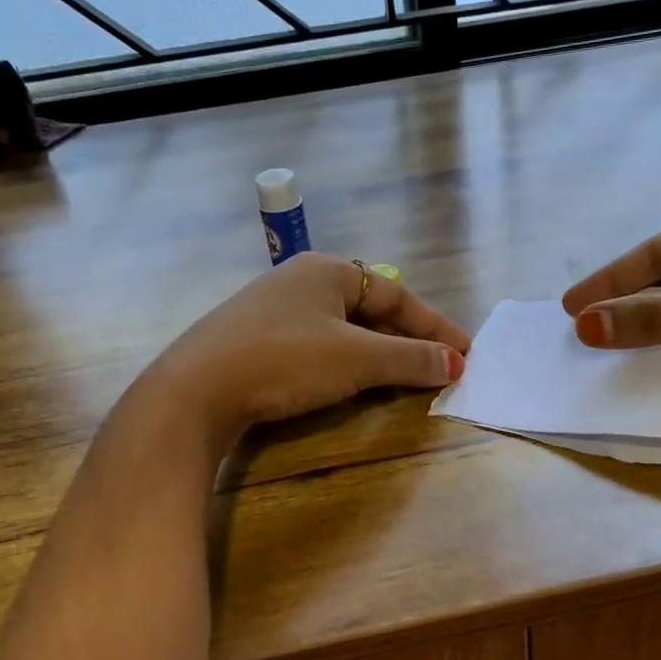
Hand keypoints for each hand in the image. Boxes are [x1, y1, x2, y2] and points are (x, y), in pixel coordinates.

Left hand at [148, 253, 469, 441]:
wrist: (195, 388)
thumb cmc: (286, 359)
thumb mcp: (357, 359)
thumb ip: (409, 359)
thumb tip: (455, 364)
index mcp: (329, 271)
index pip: (397, 294)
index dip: (434, 326)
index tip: (464, 354)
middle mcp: (302, 281)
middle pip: (370, 309)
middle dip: (406, 339)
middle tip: (437, 367)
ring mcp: (273, 310)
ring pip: (342, 329)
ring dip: (377, 354)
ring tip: (402, 378)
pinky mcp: (254, 340)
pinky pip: (316, 345)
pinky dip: (344, 363)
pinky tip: (349, 384)